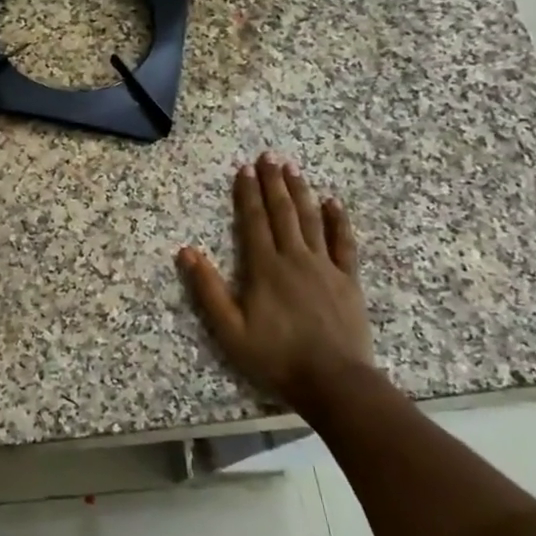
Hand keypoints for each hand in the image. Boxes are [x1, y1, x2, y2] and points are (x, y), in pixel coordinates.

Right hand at [176, 153, 375, 405]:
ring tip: (293, 168)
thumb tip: (186, 251)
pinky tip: (333, 202)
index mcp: (264, 268)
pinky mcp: (348, 280)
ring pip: (312, 220)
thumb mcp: (229, 330)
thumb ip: (208, 289)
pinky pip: (344, 242)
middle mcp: (295, 258)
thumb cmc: (275, 357)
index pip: (254, 221)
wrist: (333, 381)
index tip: (245, 169)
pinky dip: (338, 220)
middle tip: (269, 155)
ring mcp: (325, 267)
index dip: (248, 193)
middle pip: (283, 212)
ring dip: (301, 192)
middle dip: (273, 182)